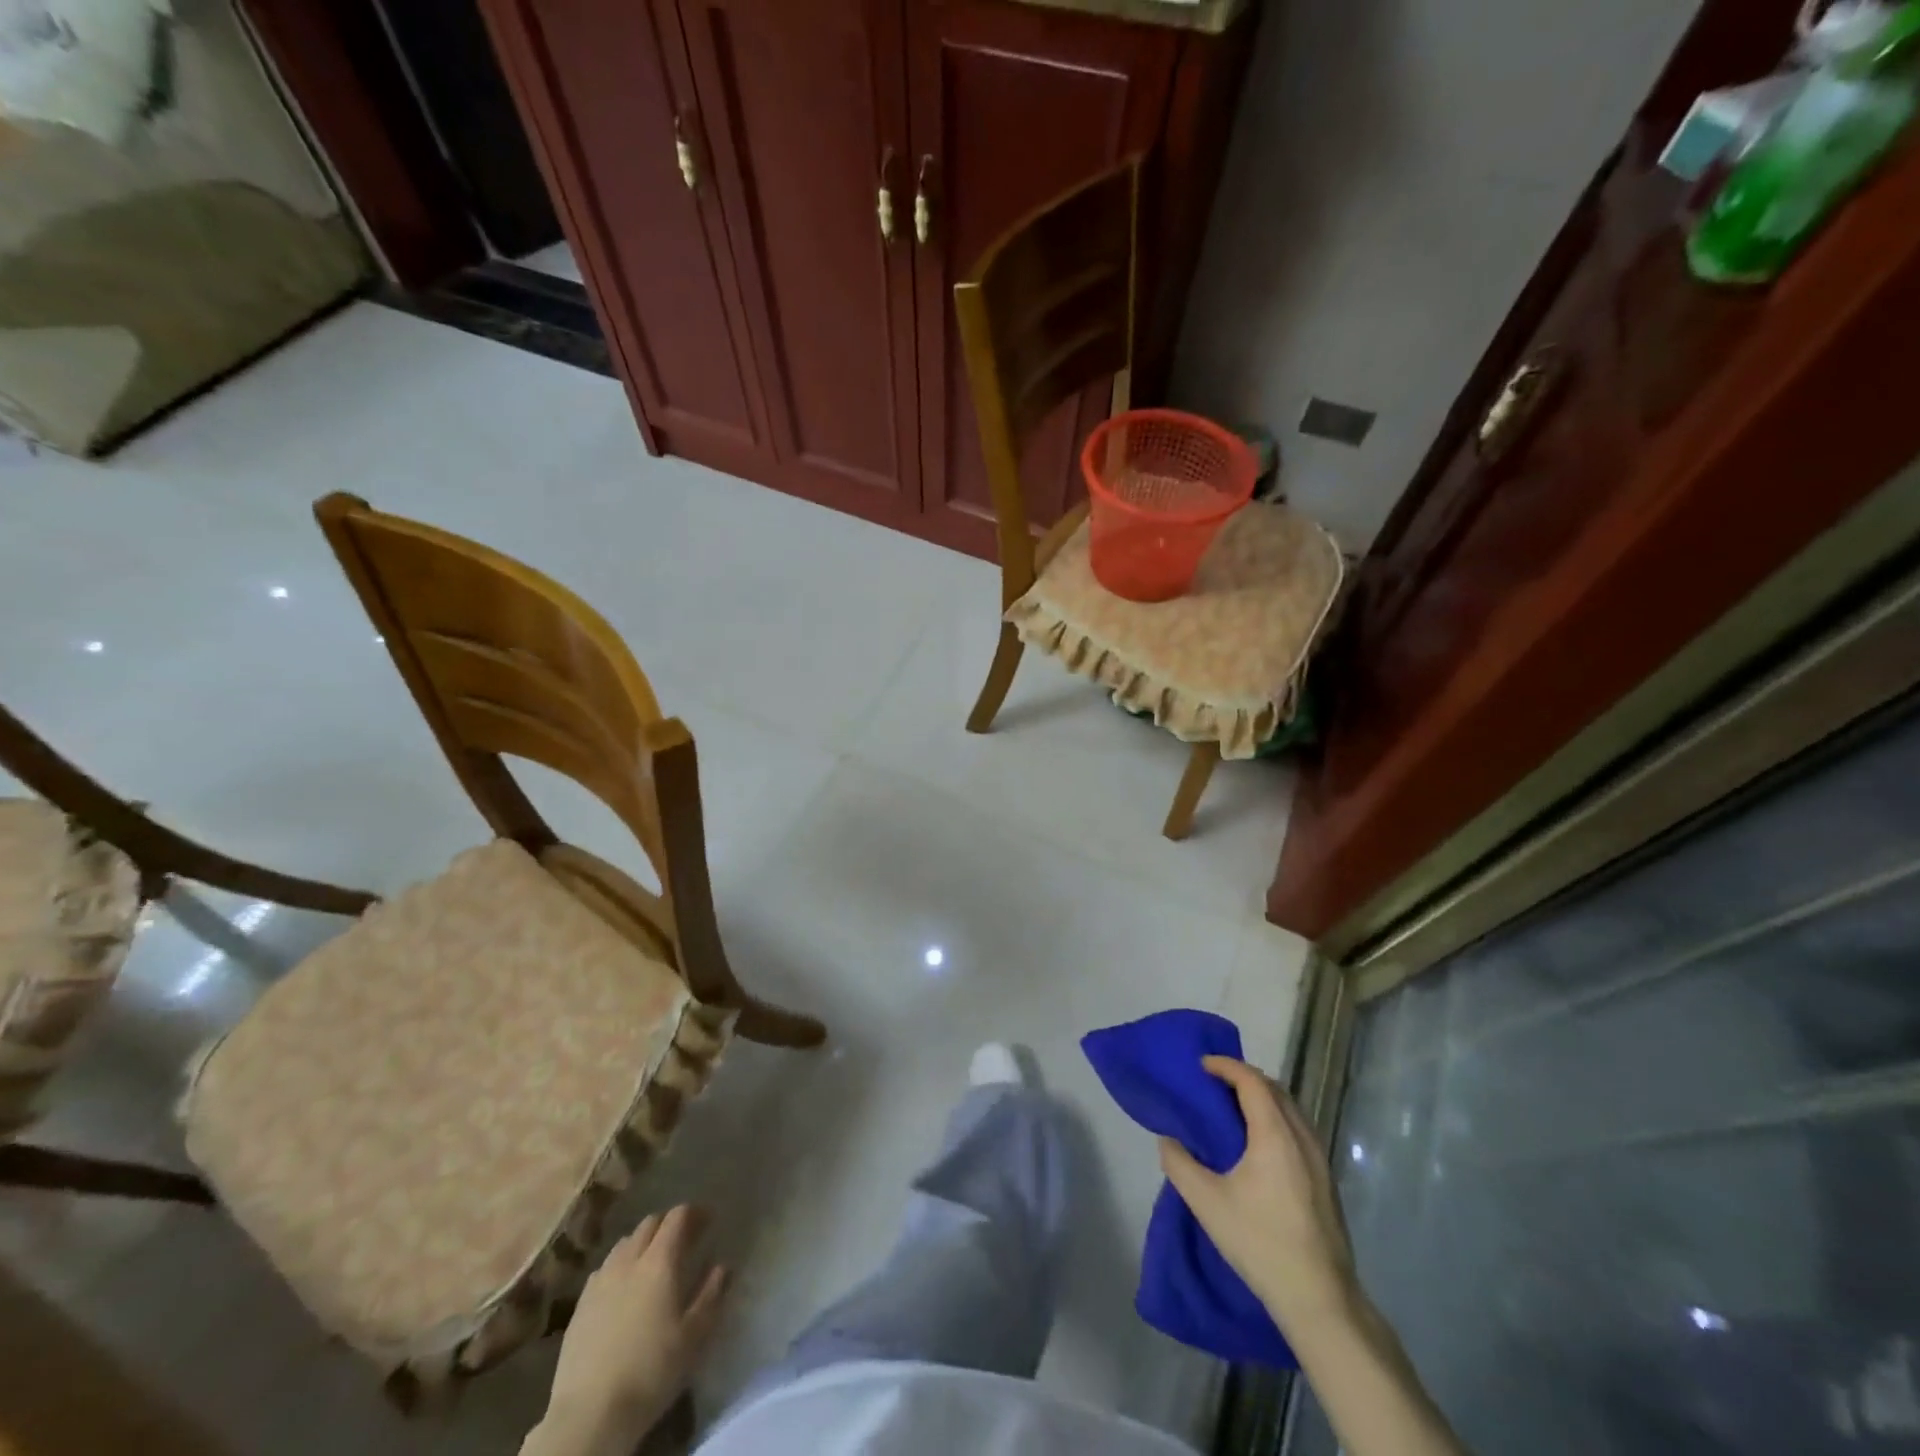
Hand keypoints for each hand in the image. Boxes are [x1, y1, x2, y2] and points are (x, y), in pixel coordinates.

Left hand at [537, 1206, 729, 1455]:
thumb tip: (723, 1266)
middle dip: (668, 1224)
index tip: (708, 1220)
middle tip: (683, 1240)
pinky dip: (620, 1265)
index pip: (678, 1217)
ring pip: (624, 1243)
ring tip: (653, 1261)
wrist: (589, 1414)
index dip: (695, 1212)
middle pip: (650, 1223)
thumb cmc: (651, 1371)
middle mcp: (629, 1260)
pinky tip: (623, 1288)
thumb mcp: (693, 1336)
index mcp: (659, 1261)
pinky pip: (604, 1268)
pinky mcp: (580, 1304)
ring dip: (642, 1242)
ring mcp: (600, 1280)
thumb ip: (711, 1294)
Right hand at [1158, 1056, 1358, 1336]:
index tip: (1201, 1065)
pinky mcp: (1326, 1180)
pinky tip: (1257, 1144)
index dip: (1226, 1066)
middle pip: (1274, 1089)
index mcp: (1275, 1135)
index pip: (1252, 1081)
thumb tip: (1169, 1140)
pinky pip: (1298, 1130)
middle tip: (1212, 1084)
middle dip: (1243, 1078)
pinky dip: (1275, 1119)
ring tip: (1231, 1111)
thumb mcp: (1206, 1203)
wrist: (1320, 1300)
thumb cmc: (1260, 1243)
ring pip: (1290, 1109)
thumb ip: (1179, 1164)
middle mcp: (1302, 1138)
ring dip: (1261, 1098)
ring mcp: (1319, 1159)